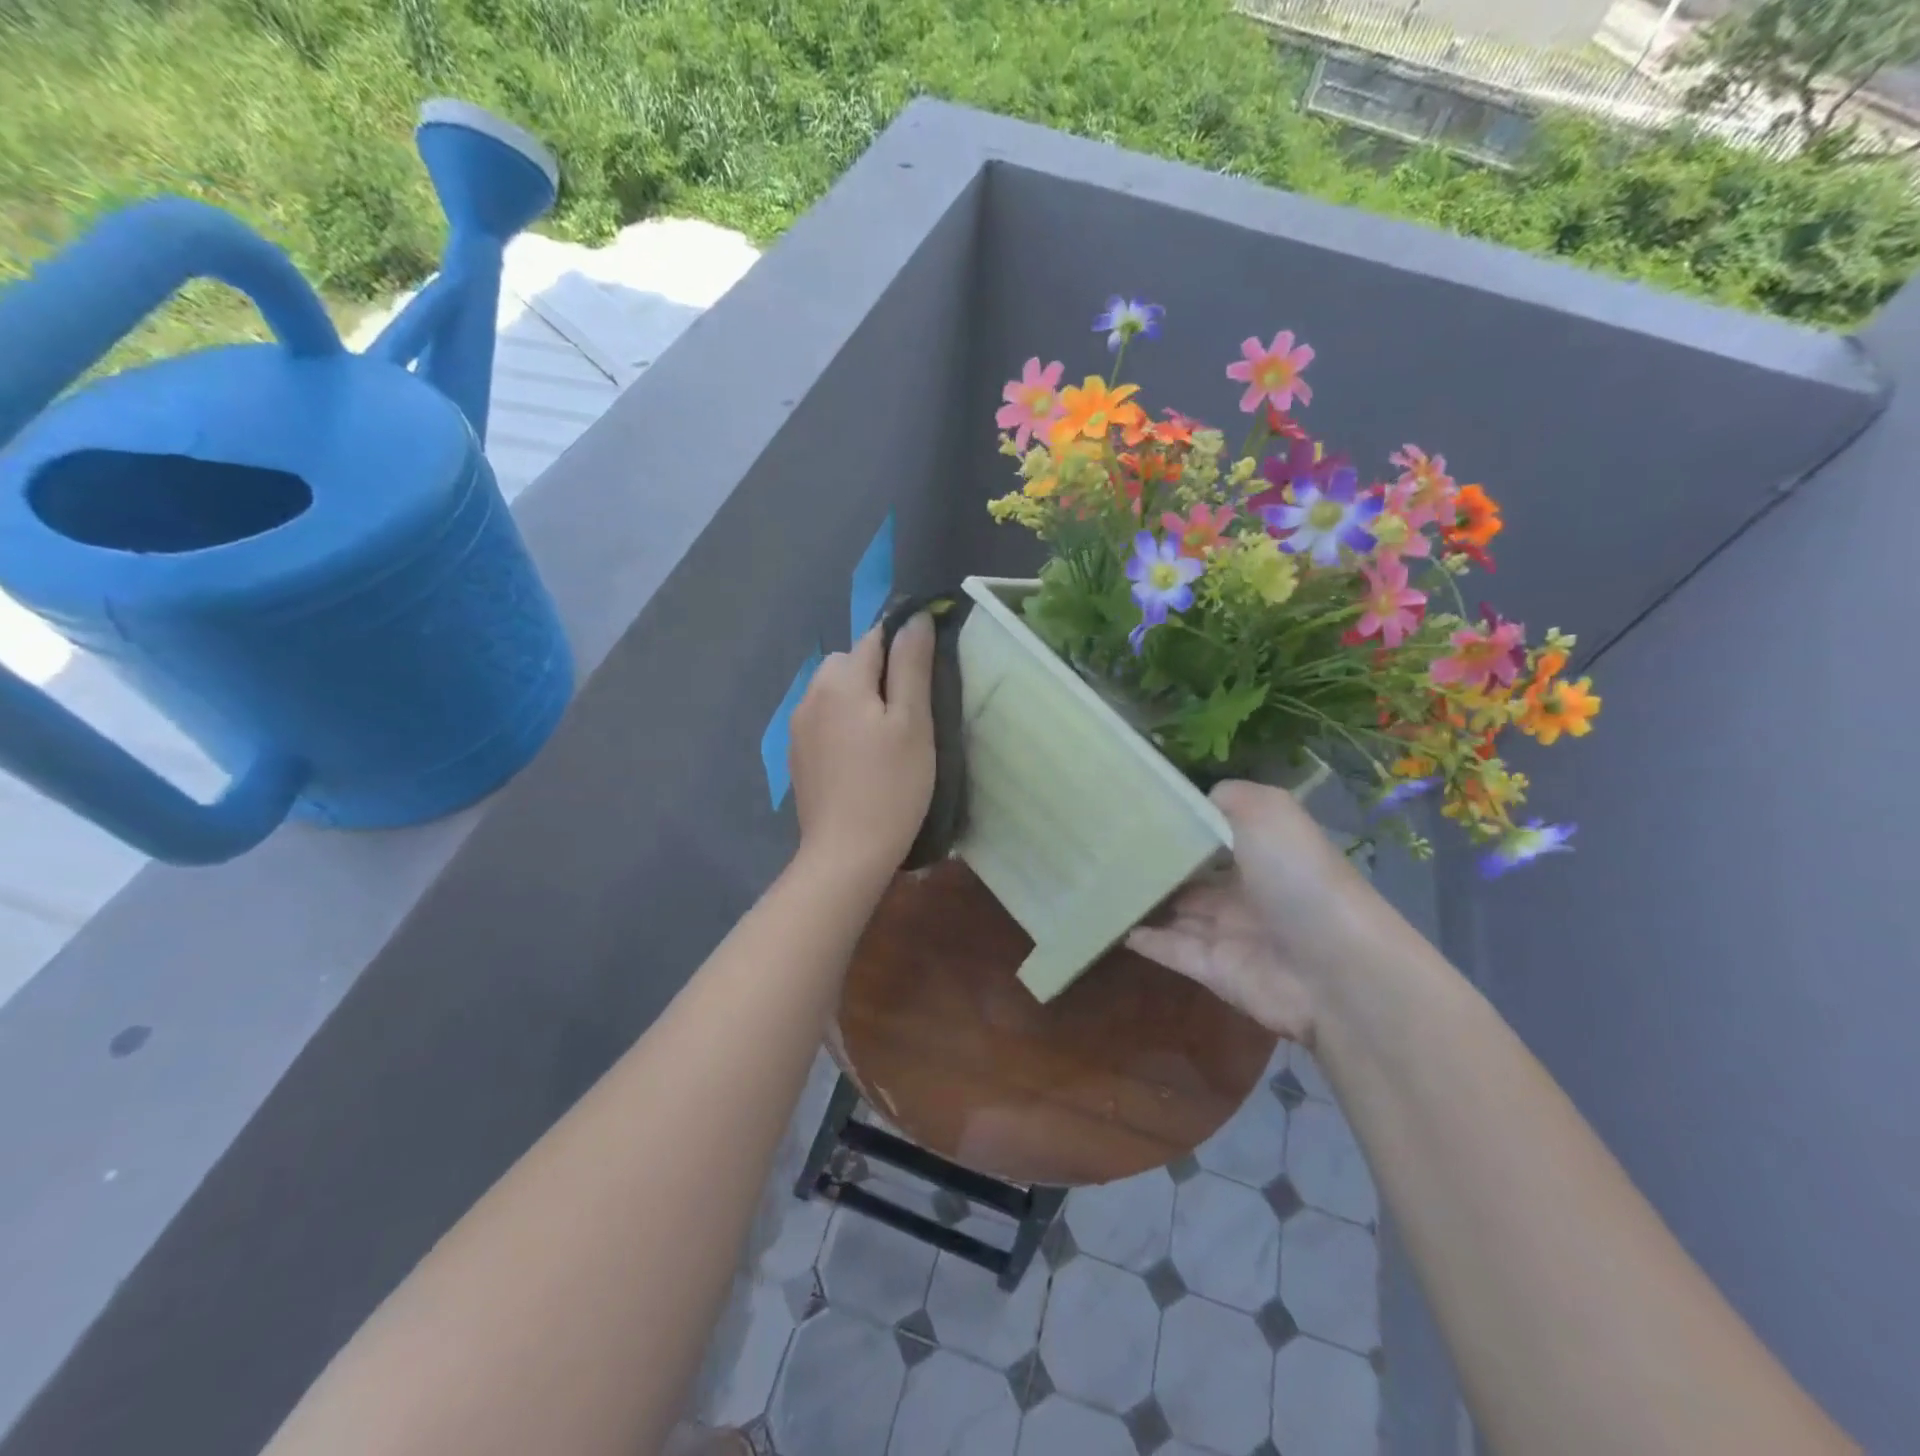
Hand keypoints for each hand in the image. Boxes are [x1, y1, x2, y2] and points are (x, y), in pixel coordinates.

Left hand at [789, 615, 935, 883]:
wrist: (845, 854)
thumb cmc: (891, 787)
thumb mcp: (913, 723)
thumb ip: (912, 665)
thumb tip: (915, 618)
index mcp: (841, 680)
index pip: (876, 638)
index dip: (905, 647)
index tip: (928, 676)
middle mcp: (811, 694)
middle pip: (851, 663)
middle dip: (879, 675)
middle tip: (910, 715)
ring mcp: (798, 726)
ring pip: (835, 691)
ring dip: (860, 700)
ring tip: (887, 738)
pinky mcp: (797, 755)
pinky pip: (823, 720)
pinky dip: (843, 725)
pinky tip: (861, 758)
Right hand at [1127, 779, 1384, 1045]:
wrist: (1334, 969)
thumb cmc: (1298, 878)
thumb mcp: (1267, 811)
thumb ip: (1227, 797)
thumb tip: (1192, 801)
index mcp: (1263, 850)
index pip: (1214, 833)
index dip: (1179, 823)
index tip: (1132, 808)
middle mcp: (1246, 890)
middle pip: (1191, 874)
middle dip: (1156, 862)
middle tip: (1105, 846)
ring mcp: (1229, 932)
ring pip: (1176, 912)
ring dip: (1144, 899)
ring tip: (1095, 881)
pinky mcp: (1213, 969)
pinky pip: (1170, 949)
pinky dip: (1142, 937)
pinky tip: (1110, 922)